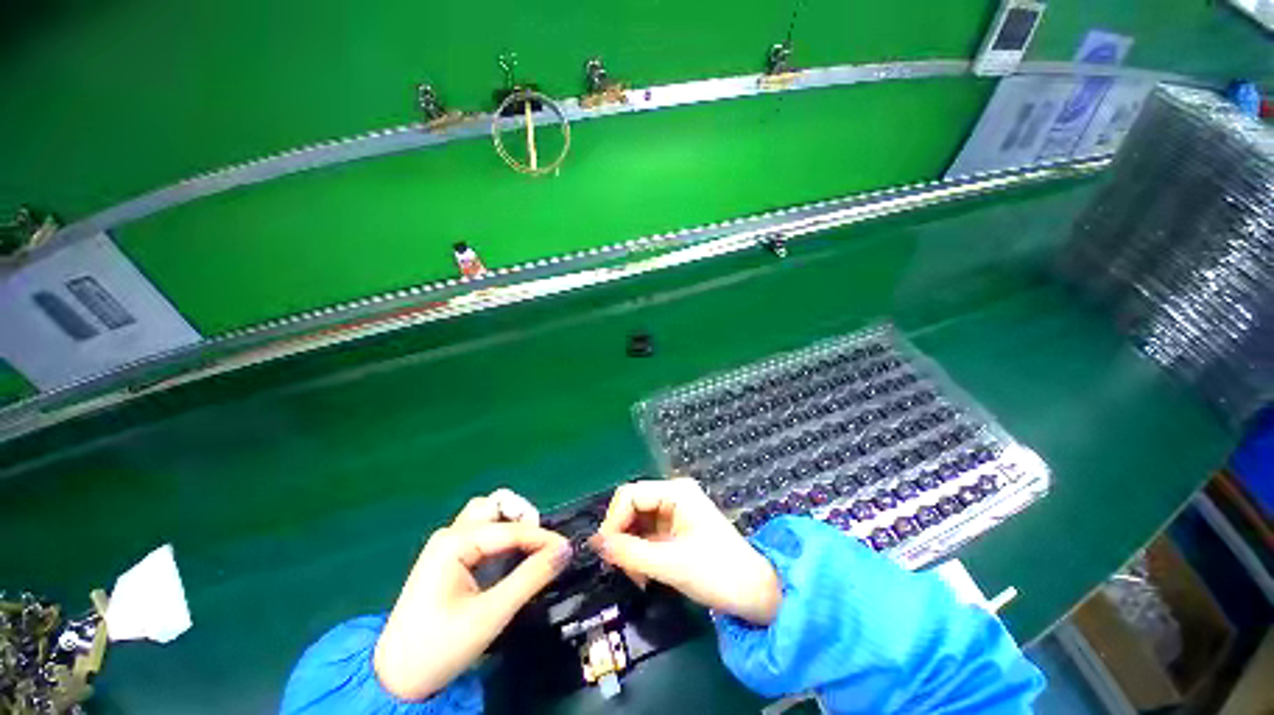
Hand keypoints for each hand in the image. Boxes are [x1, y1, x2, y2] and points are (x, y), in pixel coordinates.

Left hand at [374, 489, 569, 700]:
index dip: (543, 537)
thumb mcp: (490, 614)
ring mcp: (448, 544)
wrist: (397, 679)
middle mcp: (451, 534)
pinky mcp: (450, 558)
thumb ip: (531, 578)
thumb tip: (566, 551)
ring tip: (530, 547)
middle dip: (523, 518)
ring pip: (489, 515)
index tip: (567, 550)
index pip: (511, 529)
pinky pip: (483, 532)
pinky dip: (504, 537)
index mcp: (455, 542)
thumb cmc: (439, 647)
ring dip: (513, 523)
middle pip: (496, 505)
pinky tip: (513, 556)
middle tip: (541, 545)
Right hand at [590, 479, 781, 625]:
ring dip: (630, 547)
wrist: (756, 594)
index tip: (605, 552)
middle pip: (632, 506)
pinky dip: (640, 552)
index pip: (630, 494)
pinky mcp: (677, 528)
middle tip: (619, 567)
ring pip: (638, 522)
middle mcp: (673, 494)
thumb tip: (596, 544)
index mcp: (676, 492)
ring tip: (635, 576)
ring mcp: (676, 511)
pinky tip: (643, 574)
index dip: (613, 520)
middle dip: (622, 535)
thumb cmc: (718, 573)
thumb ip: (630, 553)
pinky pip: (648, 534)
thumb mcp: (671, 564)